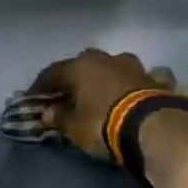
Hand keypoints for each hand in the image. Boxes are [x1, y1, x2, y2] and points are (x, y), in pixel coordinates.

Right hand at [29, 49, 159, 159]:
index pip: (52, 73)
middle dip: (74, 78)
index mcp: (80, 67)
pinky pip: (135, 79)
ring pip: (111, 67)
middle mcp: (104, 59)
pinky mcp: (153, 78)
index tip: (34, 98)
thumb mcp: (75, 127)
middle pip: (82, 65)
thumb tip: (48, 112)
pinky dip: (128, 85)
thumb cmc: (102, 124)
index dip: (41, 86)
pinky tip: (129, 92)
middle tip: (67, 94)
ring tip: (98, 93)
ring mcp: (132, 66)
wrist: (153, 127)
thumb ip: (60, 117)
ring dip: (103, 78)